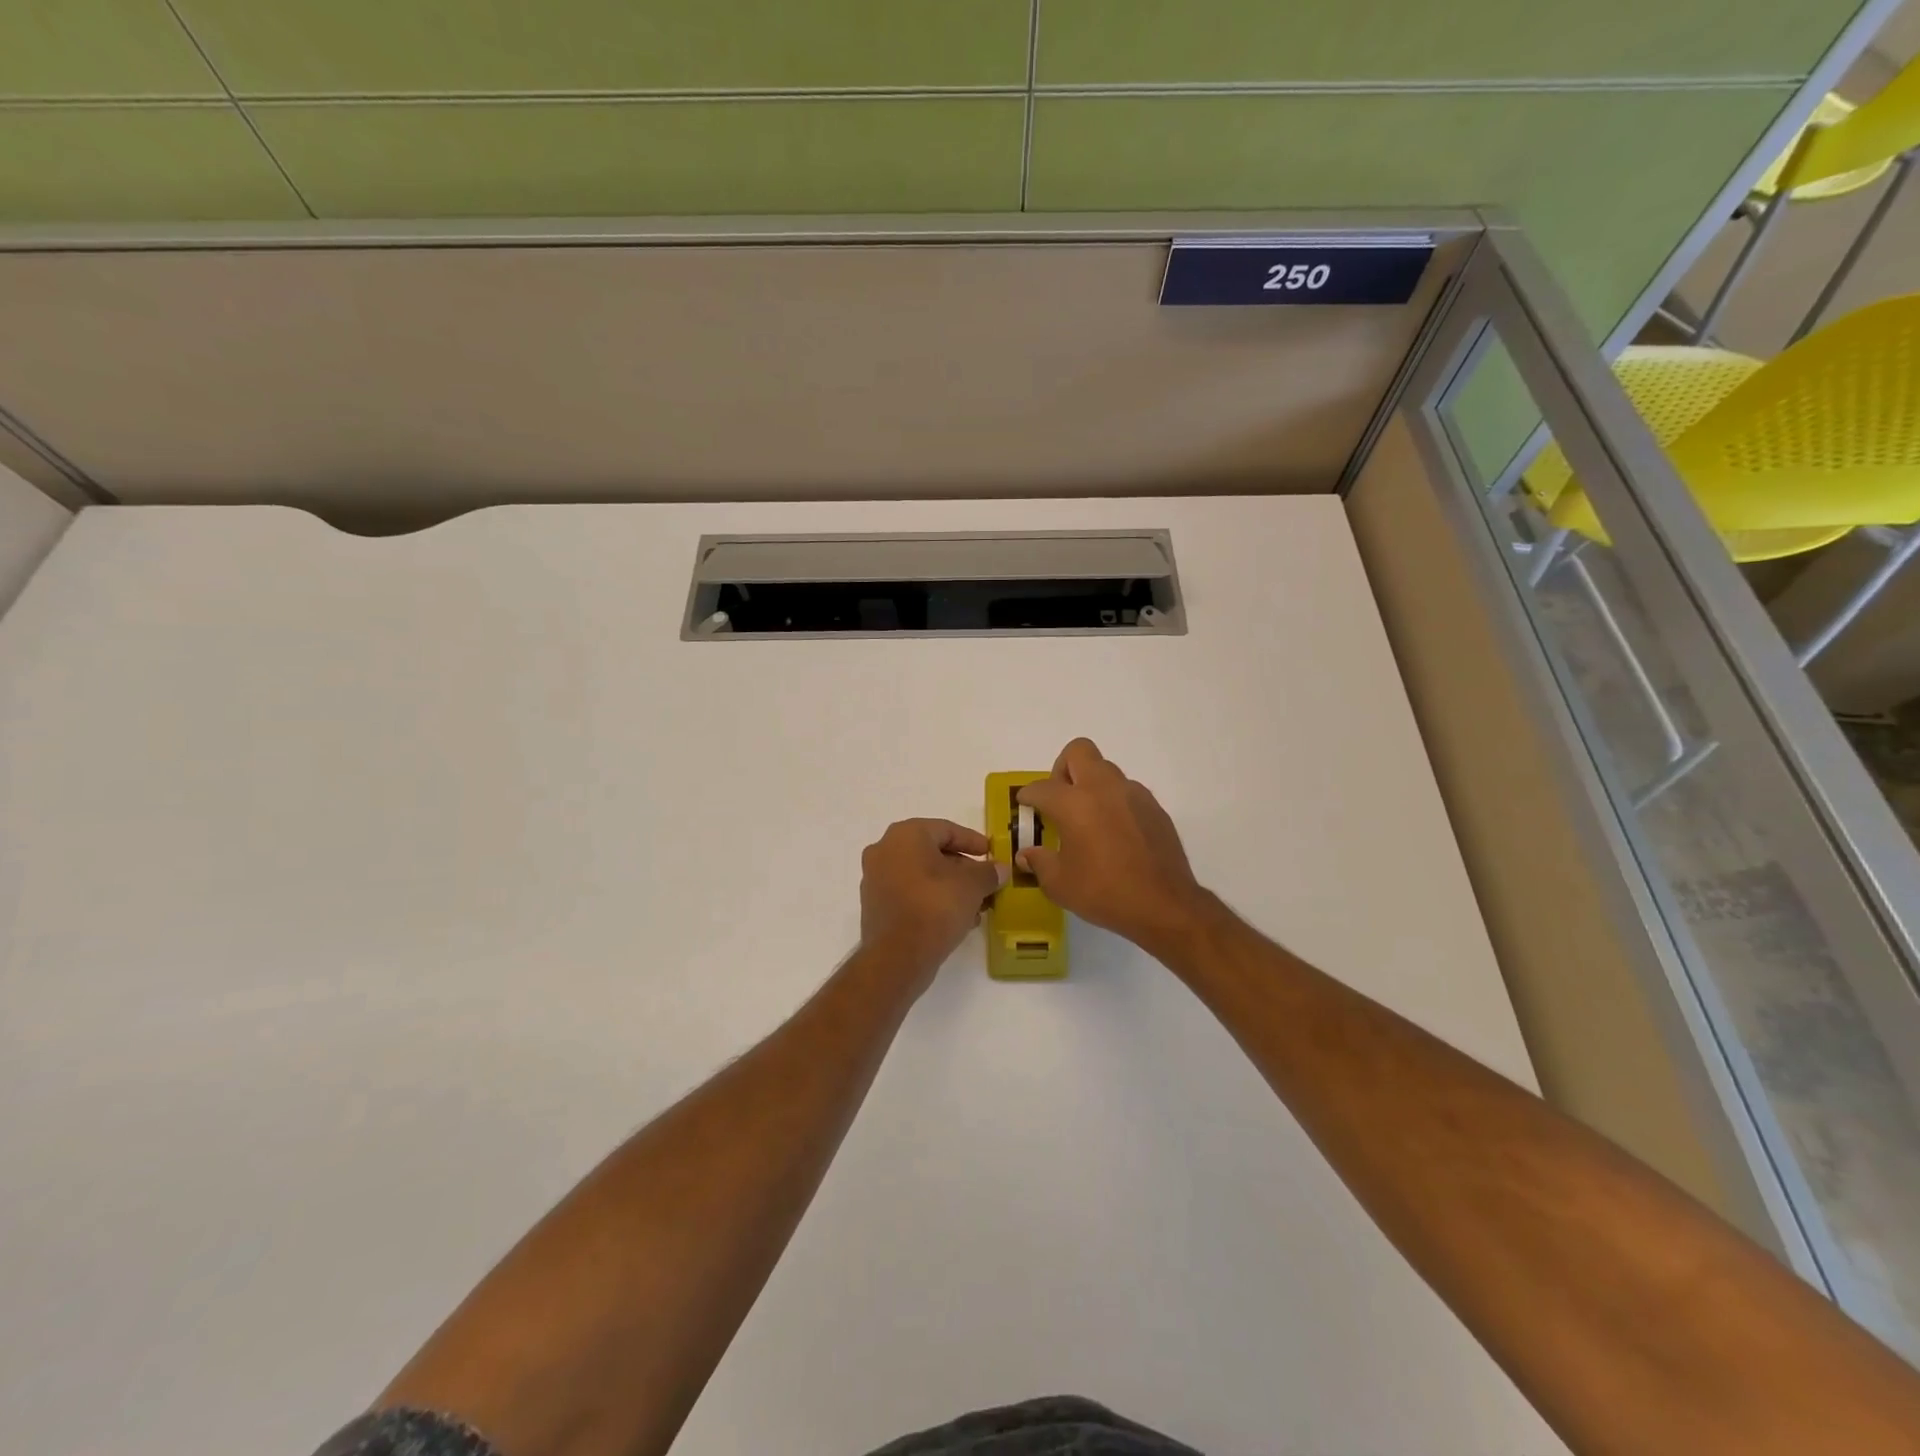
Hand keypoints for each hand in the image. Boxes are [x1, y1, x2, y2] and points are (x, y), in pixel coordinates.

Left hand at [860, 819, 1008, 990]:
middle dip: (962, 868)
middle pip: (932, 852)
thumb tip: (1000, 869)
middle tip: (985, 881)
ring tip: (976, 905)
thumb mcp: (972, 886)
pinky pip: (909, 894)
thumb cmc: (935, 907)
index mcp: (905, 835)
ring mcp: (875, 879)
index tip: (991, 853)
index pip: (946, 829)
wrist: (897, 957)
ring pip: (921, 875)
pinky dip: (932, 900)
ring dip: (949, 886)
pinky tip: (956, 919)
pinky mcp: (875, 906)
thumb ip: (988, 873)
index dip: (972, 841)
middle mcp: (884, 850)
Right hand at [1015, 738, 1210, 954]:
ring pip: (1106, 770)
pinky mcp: (1155, 808)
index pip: (1042, 787)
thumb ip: (1039, 862)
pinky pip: (1127, 792)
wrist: (1164, 905)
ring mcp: (1133, 795)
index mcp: (1074, 803)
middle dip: (1062, 769)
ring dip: (1091, 785)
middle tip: (1059, 799)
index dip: (1028, 795)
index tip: (1025, 804)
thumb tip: (1027, 854)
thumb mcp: (1059, 884)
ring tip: (1088, 819)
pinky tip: (1114, 833)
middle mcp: (1103, 789)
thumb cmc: (1104, 893)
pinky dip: (1114, 802)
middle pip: (1078, 752)